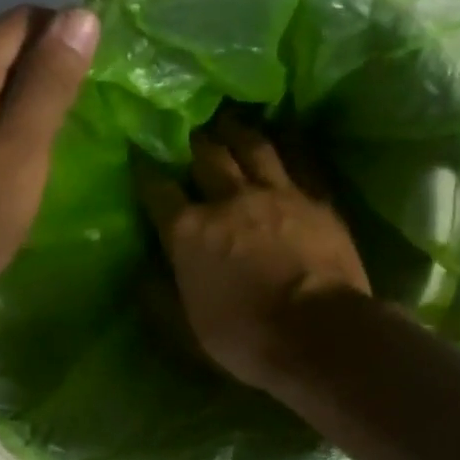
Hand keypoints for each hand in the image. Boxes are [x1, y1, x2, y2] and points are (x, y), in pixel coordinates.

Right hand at [134, 116, 369, 391]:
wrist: (318, 333)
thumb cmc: (244, 337)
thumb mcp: (187, 330)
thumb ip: (161, 298)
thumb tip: (143, 277)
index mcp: (188, 231)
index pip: (158, 190)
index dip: (146, 172)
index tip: (141, 158)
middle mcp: (228, 200)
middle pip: (207, 156)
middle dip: (194, 141)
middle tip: (190, 130)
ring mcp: (277, 193)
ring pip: (254, 146)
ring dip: (238, 132)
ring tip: (231, 122)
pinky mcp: (316, 199)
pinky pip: (300, 161)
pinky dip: (287, 147)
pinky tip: (284, 141)